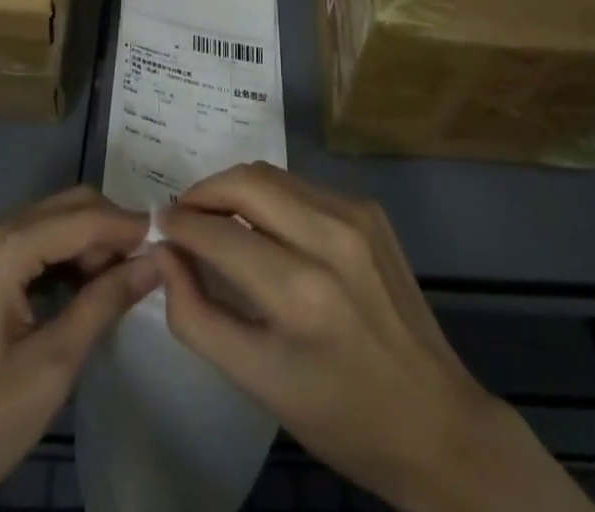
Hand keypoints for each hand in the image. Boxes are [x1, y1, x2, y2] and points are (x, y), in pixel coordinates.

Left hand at [0, 186, 155, 511]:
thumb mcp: (51, 366)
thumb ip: (105, 302)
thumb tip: (154, 262)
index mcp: (3, 247)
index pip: (83, 218)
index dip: (129, 227)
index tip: (170, 240)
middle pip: (66, 208)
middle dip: (110, 230)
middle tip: (147, 265)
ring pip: (50, 222)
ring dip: (89, 243)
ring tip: (122, 281)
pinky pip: (30, 243)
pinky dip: (62, 257)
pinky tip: (84, 287)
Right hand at [158, 163, 594, 511]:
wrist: (435, 420)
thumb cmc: (339, 414)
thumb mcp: (257, 382)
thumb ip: (197, 315)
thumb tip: (164, 255)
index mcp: (300, 292)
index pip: (218, 233)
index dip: (179, 224)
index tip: (158, 226)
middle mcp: (329, 237)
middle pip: (246, 181)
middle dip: (203, 191)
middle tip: (182, 214)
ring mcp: (356, 216)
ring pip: (274, 176)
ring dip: (235, 188)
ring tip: (216, 215)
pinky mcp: (370, 209)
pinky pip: (303, 187)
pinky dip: (271, 198)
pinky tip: (264, 227)